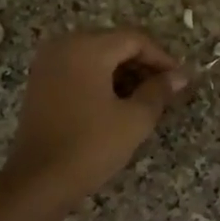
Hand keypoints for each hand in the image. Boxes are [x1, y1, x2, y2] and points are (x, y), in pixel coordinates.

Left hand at [2, 30, 187, 204]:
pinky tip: (117, 103)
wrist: (39, 180)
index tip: (180, 80)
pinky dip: (100, 80)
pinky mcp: (40, 83)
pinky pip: (78, 69)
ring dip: (122, 73)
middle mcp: (63, 46)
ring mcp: (47, 64)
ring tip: (145, 99)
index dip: (162, 58)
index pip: (134, 39)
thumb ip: (159, 91)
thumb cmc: (91, 146)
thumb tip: (180, 76)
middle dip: (142, 65)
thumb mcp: (135, 119)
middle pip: (113, 44)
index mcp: (87, 48)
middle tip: (165, 90)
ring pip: (96, 57)